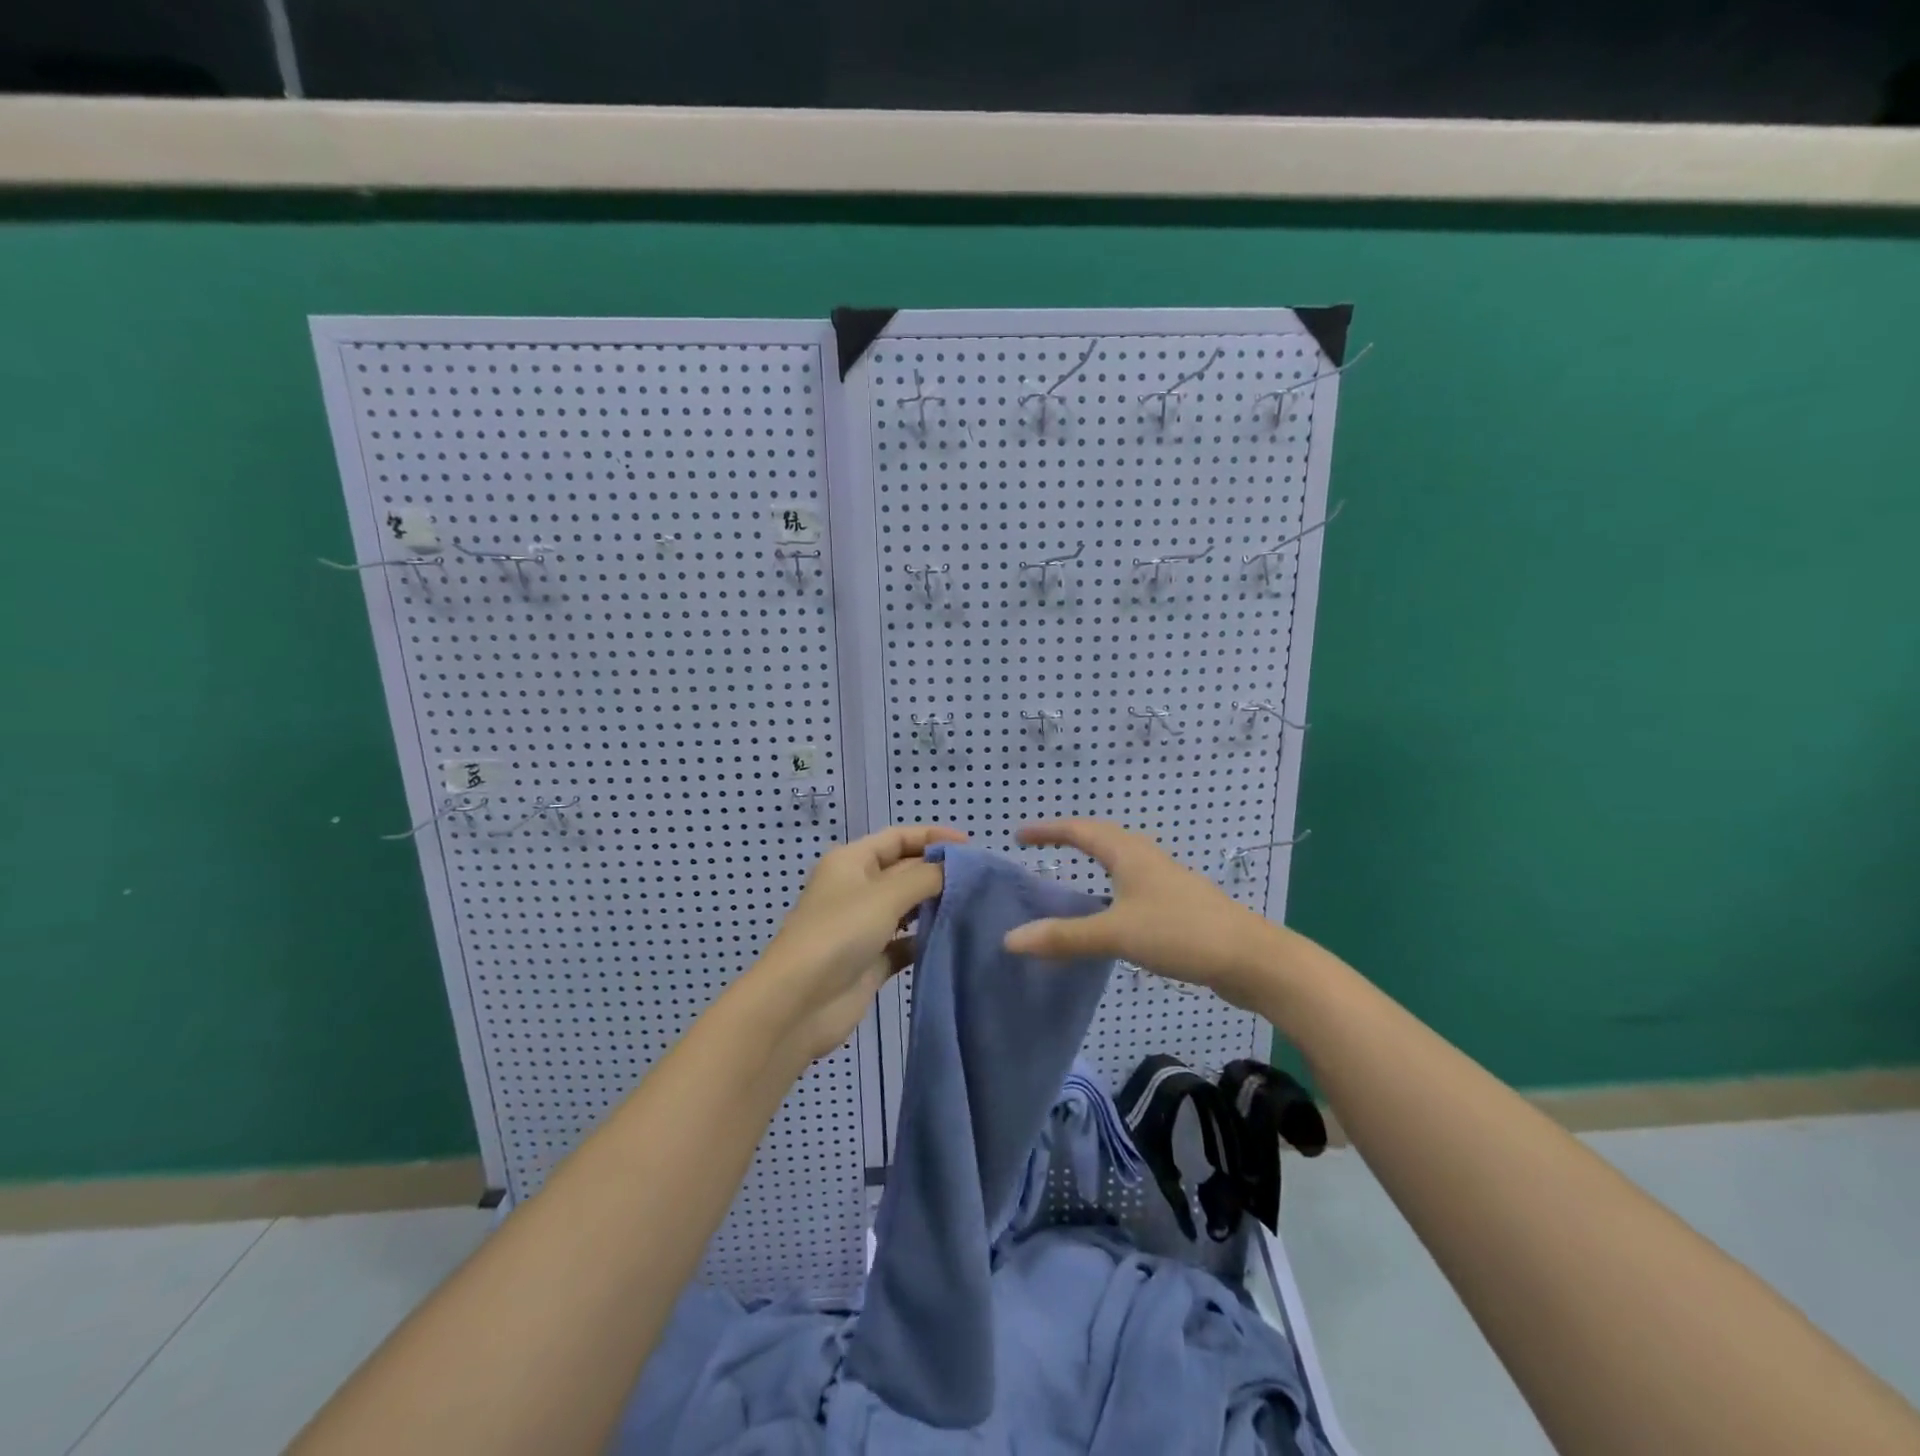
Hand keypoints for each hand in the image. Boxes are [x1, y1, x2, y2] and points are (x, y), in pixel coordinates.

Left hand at [744, 824, 966, 1061]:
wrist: (798, 1003)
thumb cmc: (839, 934)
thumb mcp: (885, 895)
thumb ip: (926, 877)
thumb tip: (956, 867)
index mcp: (852, 861)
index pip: (898, 838)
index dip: (933, 837)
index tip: (972, 848)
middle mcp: (857, 888)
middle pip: (905, 871)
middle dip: (939, 872)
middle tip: (982, 881)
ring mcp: (864, 926)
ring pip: (907, 908)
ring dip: (936, 906)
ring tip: (975, 907)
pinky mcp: (872, 961)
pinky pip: (906, 943)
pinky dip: (927, 940)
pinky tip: (955, 940)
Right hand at [1003, 819, 1282, 1008]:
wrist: (1252, 959)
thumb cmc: (1181, 933)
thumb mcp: (1117, 933)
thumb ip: (1065, 937)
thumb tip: (1010, 939)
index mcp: (1130, 855)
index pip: (1081, 830)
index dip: (1049, 830)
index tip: (1019, 834)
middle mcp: (1147, 859)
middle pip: (1103, 838)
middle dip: (1070, 838)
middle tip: (1041, 847)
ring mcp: (1166, 881)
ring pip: (1122, 861)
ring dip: (1094, 860)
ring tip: (1072, 874)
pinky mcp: (1179, 906)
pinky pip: (1134, 884)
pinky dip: (1111, 888)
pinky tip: (1111, 913)